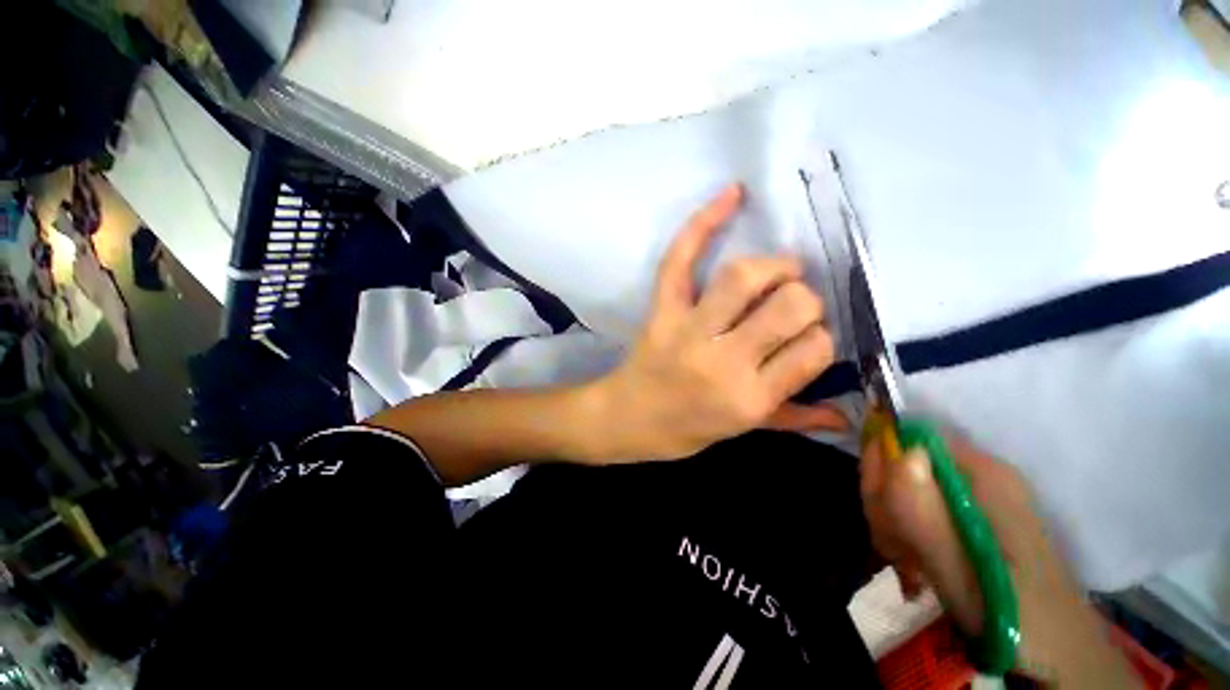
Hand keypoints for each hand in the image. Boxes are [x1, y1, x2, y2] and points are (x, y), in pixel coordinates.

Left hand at [587, 183, 846, 461]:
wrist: (628, 418)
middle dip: (804, 297)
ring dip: (773, 265)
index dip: (819, 336)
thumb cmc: (686, 429)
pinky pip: (680, 260)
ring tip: (777, 271)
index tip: (805, 337)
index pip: (814, 348)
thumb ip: (793, 418)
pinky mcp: (661, 311)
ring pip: (743, 276)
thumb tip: (846, 416)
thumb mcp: (742, 431)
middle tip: (792, 303)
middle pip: (789, 305)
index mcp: (751, 398)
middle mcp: (724, 362)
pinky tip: (732, 195)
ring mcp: (687, 331)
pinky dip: (704, 222)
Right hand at [861, 432, 1139, 685]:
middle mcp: (978, 472)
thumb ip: (927, 517)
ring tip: (908, 566)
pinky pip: (916, 504)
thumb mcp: (966, 577)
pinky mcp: (972, 513)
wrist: (1062, 654)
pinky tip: (914, 565)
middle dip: (885, 504)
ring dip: (891, 523)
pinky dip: (904, 533)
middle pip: (901, 461)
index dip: (882, 469)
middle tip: (896, 552)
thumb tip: (901, 453)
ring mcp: (976, 493)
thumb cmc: (1019, 621)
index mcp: (984, 474)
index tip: (881, 518)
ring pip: (903, 486)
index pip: (906, 439)